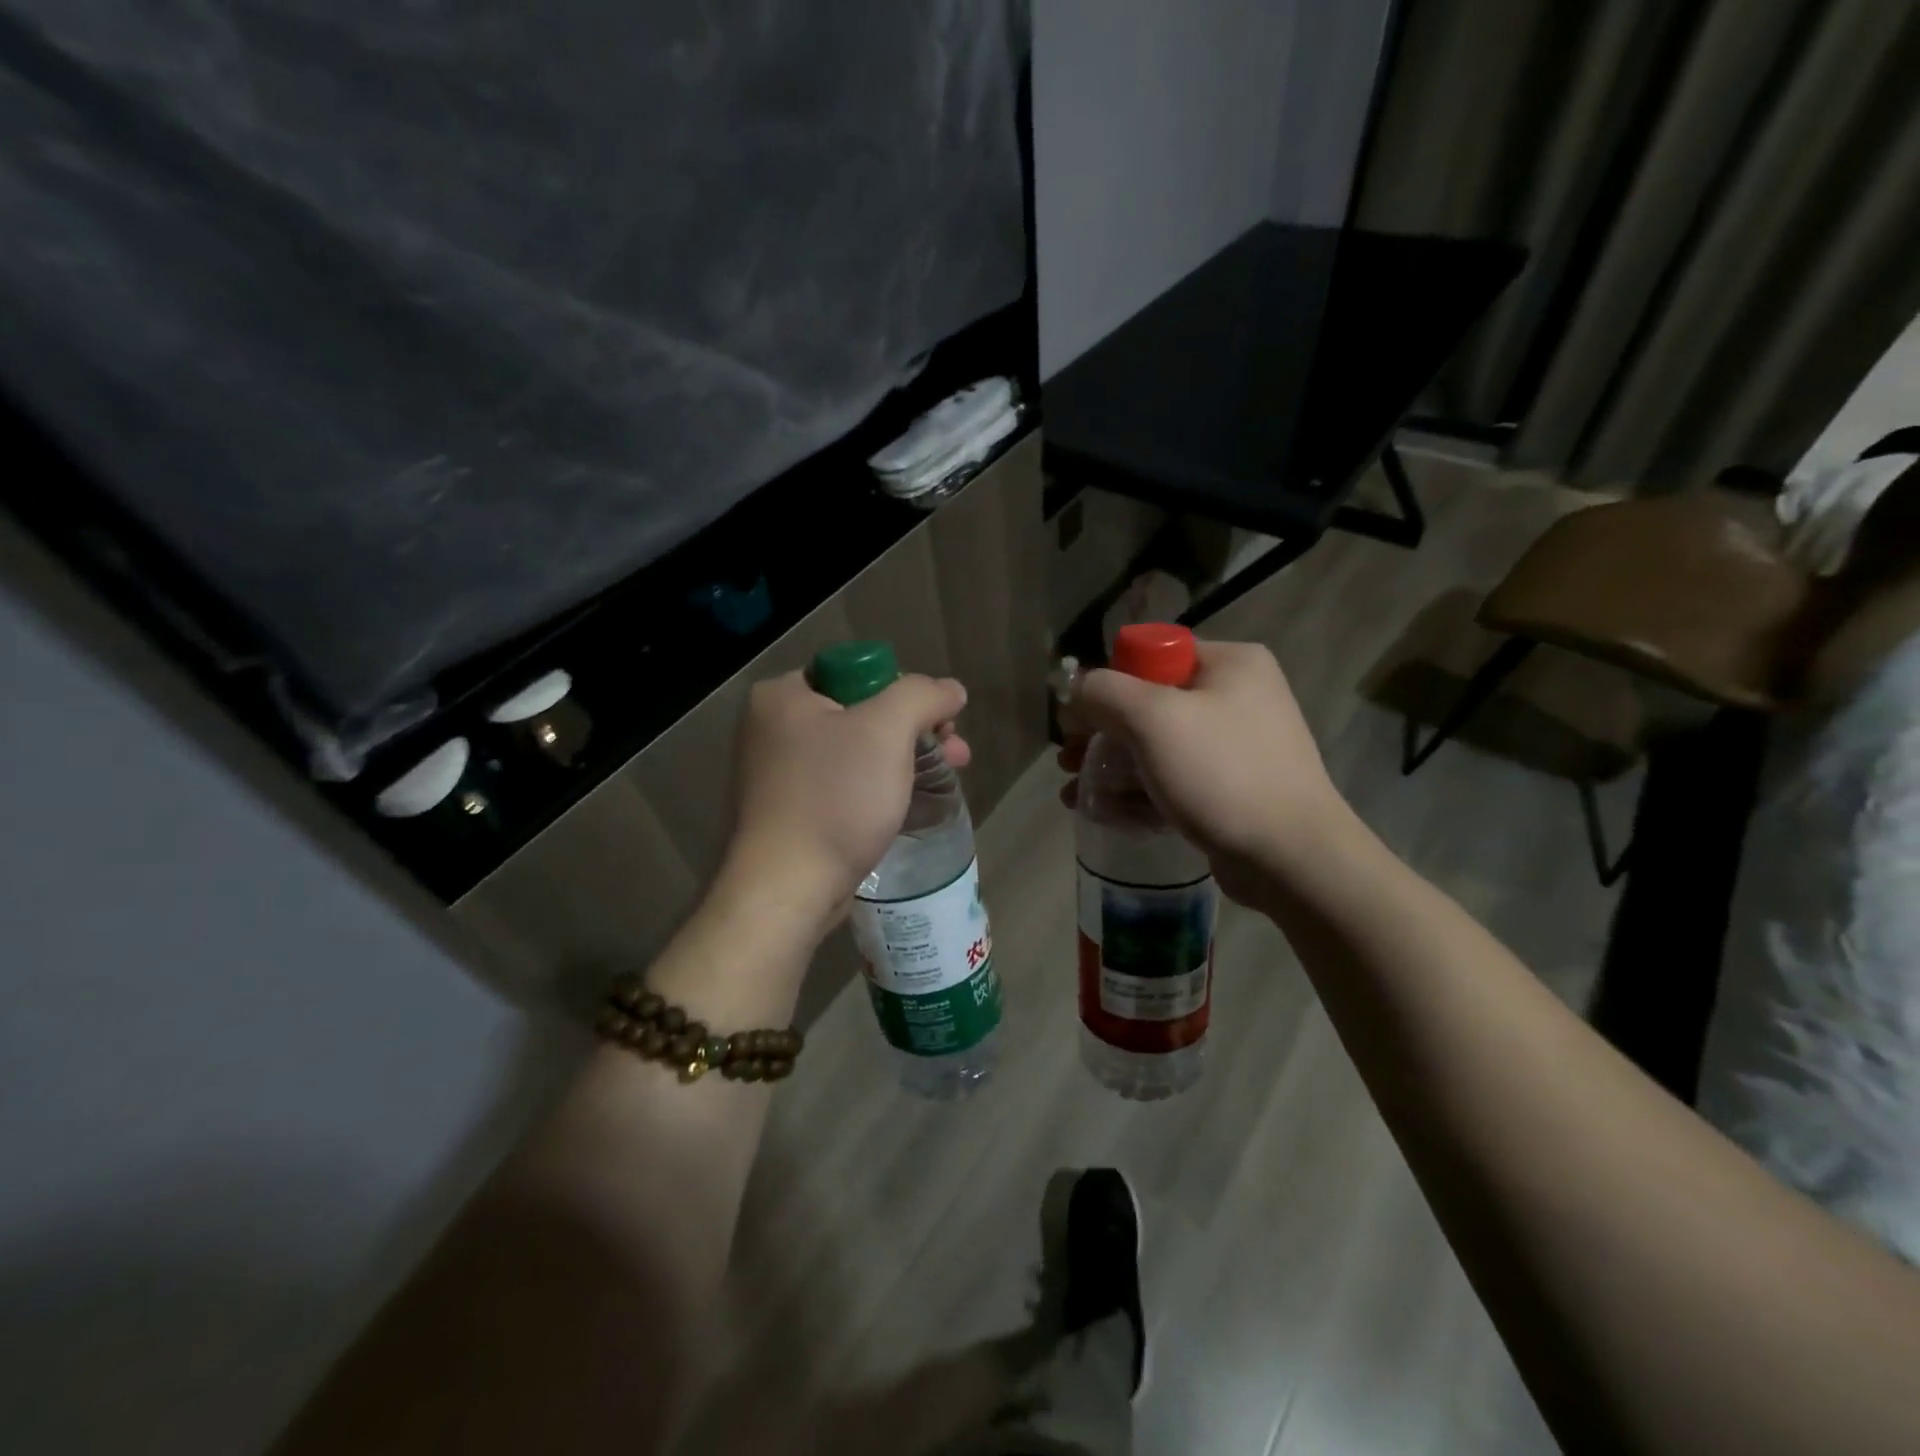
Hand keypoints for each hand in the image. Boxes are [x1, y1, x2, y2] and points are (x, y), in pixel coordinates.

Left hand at [720, 670, 970, 940]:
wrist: (788, 887)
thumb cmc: (835, 798)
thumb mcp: (887, 730)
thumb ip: (922, 696)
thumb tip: (950, 690)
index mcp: (783, 695)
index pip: (857, 671)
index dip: (905, 691)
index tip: (939, 721)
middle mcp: (773, 726)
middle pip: (861, 711)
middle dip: (915, 728)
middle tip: (955, 750)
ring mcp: (778, 772)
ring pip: (857, 750)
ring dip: (904, 757)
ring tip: (948, 774)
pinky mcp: (789, 809)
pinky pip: (843, 783)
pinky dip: (877, 785)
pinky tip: (908, 800)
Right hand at [1071, 640, 1350, 905]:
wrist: (1291, 858)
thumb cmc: (1221, 774)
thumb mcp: (1153, 719)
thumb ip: (1105, 691)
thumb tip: (1079, 689)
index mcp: (1230, 663)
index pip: (1151, 657)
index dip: (1109, 686)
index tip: (1078, 723)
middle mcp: (1237, 695)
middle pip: (1149, 704)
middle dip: (1100, 735)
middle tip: (1067, 761)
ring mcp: (1238, 745)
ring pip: (1157, 746)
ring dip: (1111, 768)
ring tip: (1074, 794)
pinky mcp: (1233, 787)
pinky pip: (1175, 778)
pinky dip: (1140, 791)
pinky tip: (1107, 813)